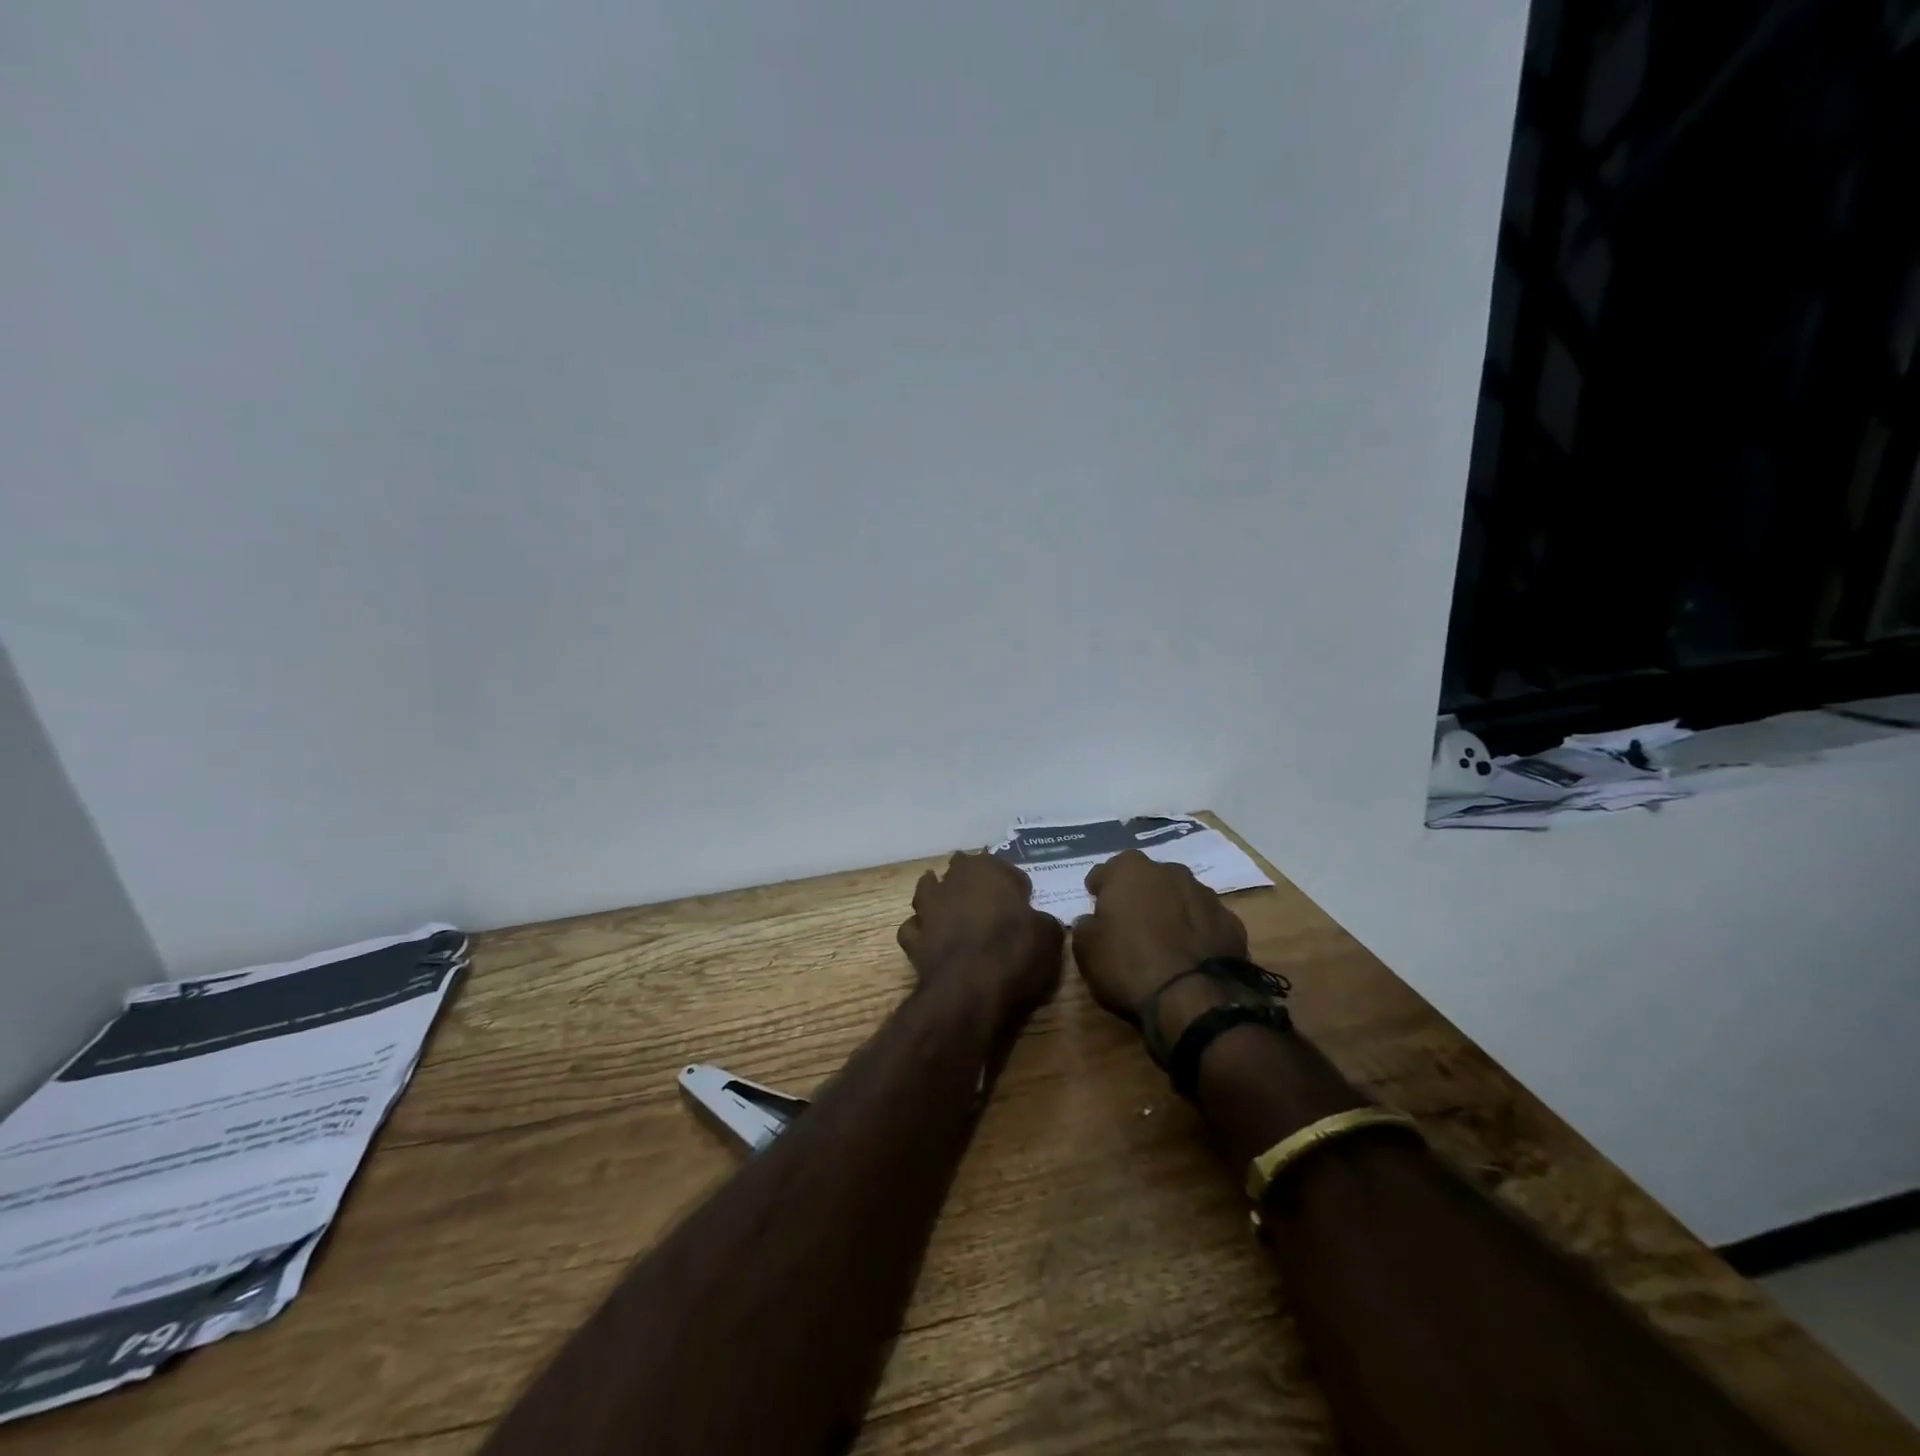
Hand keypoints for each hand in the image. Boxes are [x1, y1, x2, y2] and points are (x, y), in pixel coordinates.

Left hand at [897, 852, 1064, 1029]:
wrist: (969, 992)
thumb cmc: (1014, 953)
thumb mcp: (1049, 936)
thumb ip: (1042, 921)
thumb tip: (1039, 921)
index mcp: (988, 869)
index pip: (1004, 866)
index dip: (1014, 884)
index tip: (1023, 902)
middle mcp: (953, 880)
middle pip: (961, 869)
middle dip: (972, 881)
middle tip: (989, 902)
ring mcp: (928, 908)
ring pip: (929, 890)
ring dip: (939, 897)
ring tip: (953, 912)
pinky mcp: (913, 938)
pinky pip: (915, 928)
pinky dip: (922, 932)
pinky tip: (933, 941)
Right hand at [1071, 850, 1250, 1044]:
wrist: (1193, 997)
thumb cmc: (1128, 965)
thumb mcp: (1086, 950)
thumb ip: (1086, 926)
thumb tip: (1091, 921)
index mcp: (1129, 870)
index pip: (1104, 871)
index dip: (1097, 888)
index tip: (1095, 902)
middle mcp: (1169, 871)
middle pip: (1146, 877)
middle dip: (1138, 893)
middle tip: (1129, 920)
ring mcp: (1204, 894)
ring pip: (1179, 895)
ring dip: (1170, 909)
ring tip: (1163, 939)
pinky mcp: (1231, 921)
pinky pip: (1205, 921)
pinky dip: (1196, 931)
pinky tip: (1190, 954)